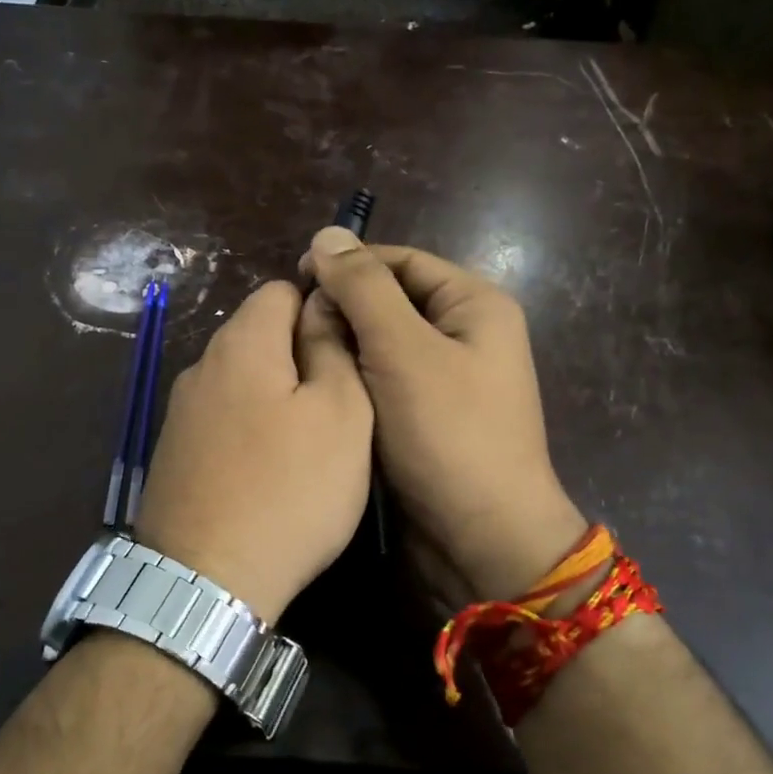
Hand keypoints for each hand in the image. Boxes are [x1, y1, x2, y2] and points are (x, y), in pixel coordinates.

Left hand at [133, 280, 373, 622]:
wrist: (206, 581)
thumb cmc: (290, 491)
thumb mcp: (341, 414)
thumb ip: (333, 348)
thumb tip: (324, 304)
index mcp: (241, 343)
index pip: (282, 289)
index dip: (322, 307)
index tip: (352, 351)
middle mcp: (201, 366)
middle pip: (258, 334)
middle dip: (301, 354)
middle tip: (340, 404)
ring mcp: (180, 412)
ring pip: (241, 380)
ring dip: (276, 394)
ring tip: (308, 441)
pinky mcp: (173, 453)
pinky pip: (222, 419)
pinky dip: (250, 428)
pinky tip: (267, 469)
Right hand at [299, 228, 586, 605]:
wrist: (482, 538)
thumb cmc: (448, 435)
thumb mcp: (403, 351)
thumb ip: (363, 289)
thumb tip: (326, 235)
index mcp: (474, 305)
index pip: (402, 261)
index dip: (349, 264)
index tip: (295, 280)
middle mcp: (464, 335)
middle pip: (391, 301)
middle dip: (342, 310)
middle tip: (290, 328)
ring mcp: (446, 379)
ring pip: (381, 345)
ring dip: (343, 348)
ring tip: (296, 357)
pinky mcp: (426, 417)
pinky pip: (382, 382)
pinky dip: (352, 382)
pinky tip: (318, 390)